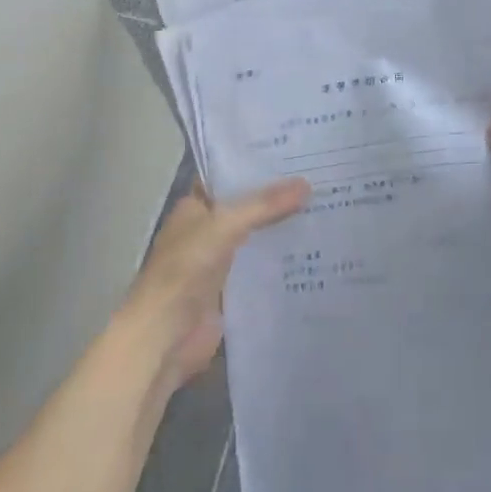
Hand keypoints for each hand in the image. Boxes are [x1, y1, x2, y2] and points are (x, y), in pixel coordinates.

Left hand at [121, 177, 309, 392]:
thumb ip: (264, 205)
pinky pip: (262, 267)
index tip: (295, 153)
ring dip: (283, 227)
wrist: (164, 338)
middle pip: (248, 207)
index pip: (229, 176)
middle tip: (321, 178)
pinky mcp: (233, 290)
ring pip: (258, 236)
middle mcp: (207, 230)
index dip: (258, 165)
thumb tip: (308, 184)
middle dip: (278, 197)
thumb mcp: (225, 226)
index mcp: (195, 207)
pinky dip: (283, 259)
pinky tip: (314, 248)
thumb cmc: (184, 270)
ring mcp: (220, 261)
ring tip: (326, 207)